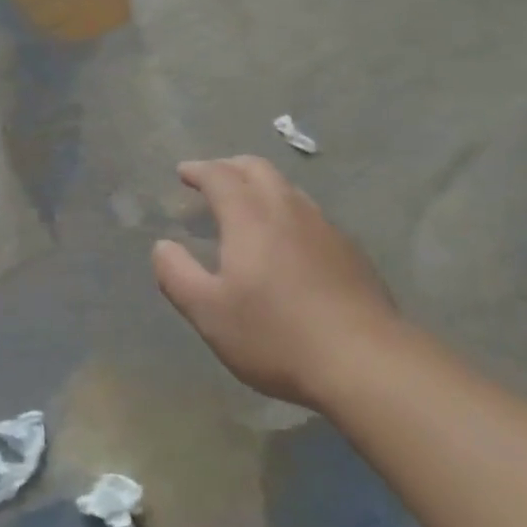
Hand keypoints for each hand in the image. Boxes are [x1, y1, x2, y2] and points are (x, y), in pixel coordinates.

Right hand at [153, 156, 399, 410]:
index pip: (219, 175)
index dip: (198, 170)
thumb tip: (162, 246)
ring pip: (286, 187)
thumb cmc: (276, 335)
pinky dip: (286, 209)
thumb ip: (178, 275)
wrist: (364, 359)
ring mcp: (322, 225)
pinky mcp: (348, 248)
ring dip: (260, 185)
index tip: (183, 173)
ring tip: (247, 205)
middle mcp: (286, 207)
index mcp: (249, 215)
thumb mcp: (210, 314)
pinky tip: (287, 240)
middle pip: (256, 168)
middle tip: (212, 179)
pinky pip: (308, 212)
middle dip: (229, 166)